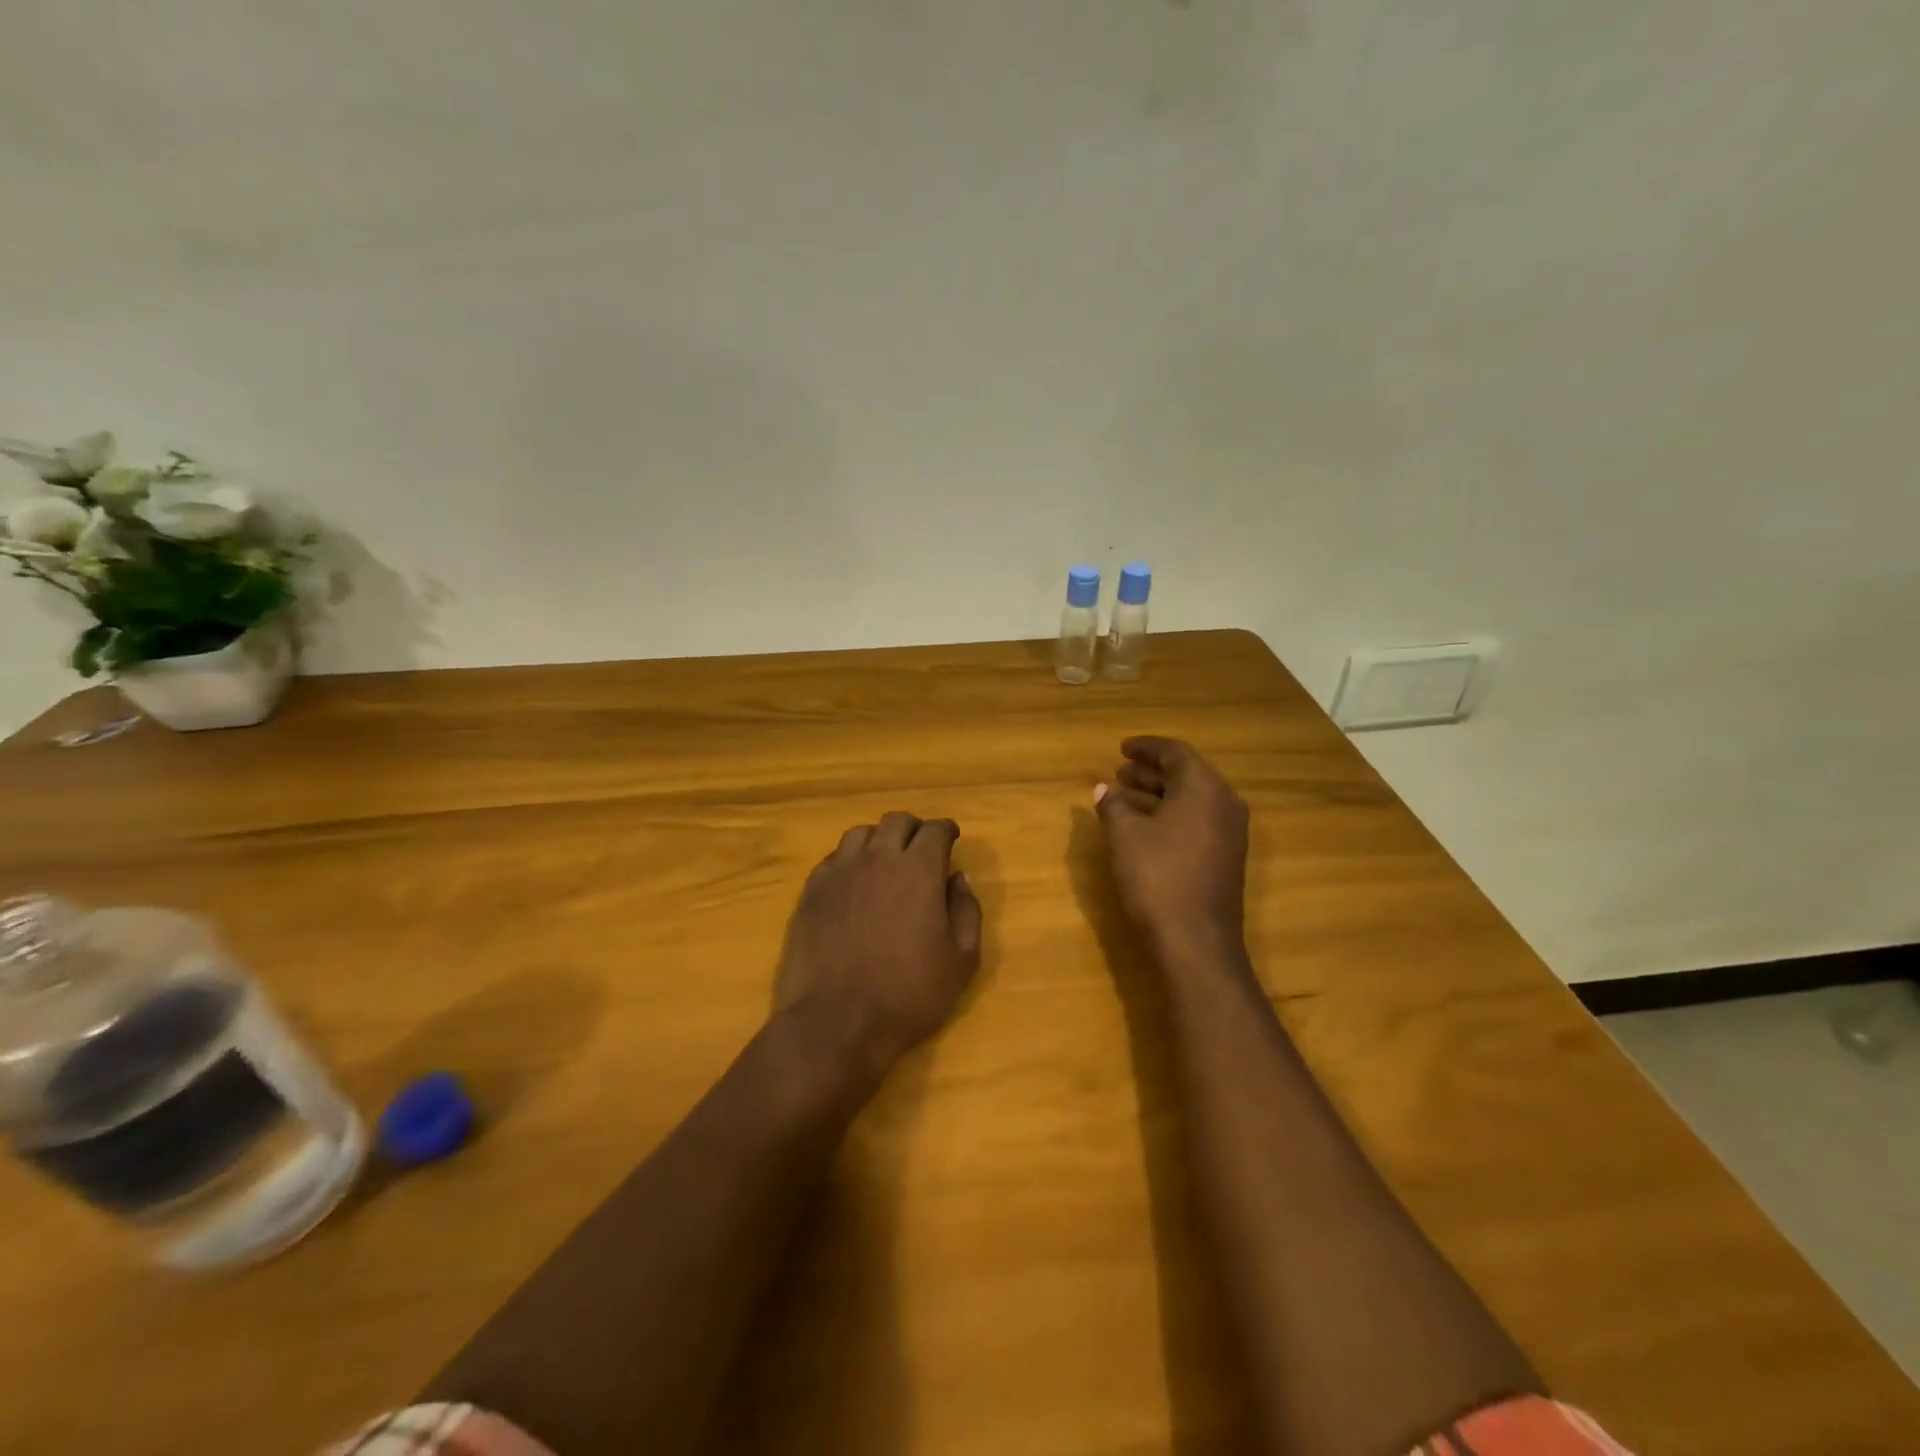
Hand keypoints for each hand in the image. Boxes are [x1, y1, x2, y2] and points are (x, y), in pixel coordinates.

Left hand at [773, 812, 983, 1076]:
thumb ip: (966, 910)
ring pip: (861, 834)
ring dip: (879, 839)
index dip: (946, 830)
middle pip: (896, 822)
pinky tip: (854, 881)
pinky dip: (850, 859)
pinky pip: (833, 858)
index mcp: (918, 870)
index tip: (951, 837)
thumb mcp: (961, 960)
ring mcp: (839, 872)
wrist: (835, 1022)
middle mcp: (878, 858)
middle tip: (921, 847)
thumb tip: (958, 878)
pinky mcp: (811, 891)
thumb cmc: (908, 994)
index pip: (935, 830)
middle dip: (914, 829)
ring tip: (885, 860)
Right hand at [1094, 737, 1249, 953]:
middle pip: (1187, 774)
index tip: (1121, 748)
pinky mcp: (1227, 857)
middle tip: (1119, 771)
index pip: (1175, 752)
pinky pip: (1198, 820)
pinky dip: (1171, 814)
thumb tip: (1104, 789)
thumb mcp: (1125, 836)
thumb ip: (1113, 805)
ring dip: (1159, 793)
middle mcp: (1224, 803)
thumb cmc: (1158, 877)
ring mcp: (1231, 832)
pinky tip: (1145, 826)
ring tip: (1124, 795)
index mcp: (1204, 787)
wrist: (1196, 941)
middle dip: (1151, 771)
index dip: (1146, 747)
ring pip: (1192, 799)